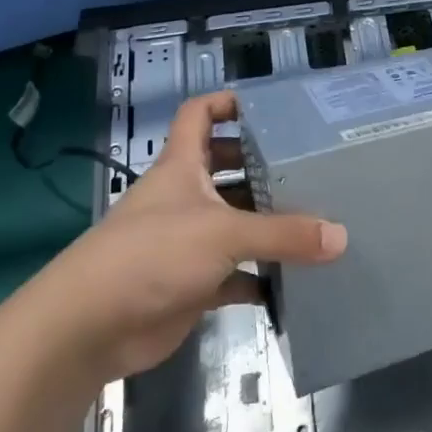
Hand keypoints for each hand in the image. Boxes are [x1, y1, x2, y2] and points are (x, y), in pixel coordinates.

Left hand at [40, 91, 346, 377]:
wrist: (90, 327)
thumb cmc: (152, 255)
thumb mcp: (223, 234)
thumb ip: (283, 234)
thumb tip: (340, 236)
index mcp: (181, 166)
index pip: (199, 115)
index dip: (227, 103)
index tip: (270, 108)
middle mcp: (184, 198)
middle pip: (226, 169)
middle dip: (262, 167)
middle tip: (311, 168)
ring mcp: (187, 242)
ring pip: (235, 223)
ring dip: (268, 224)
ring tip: (317, 220)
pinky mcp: (192, 284)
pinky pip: (236, 275)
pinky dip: (261, 278)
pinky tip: (295, 282)